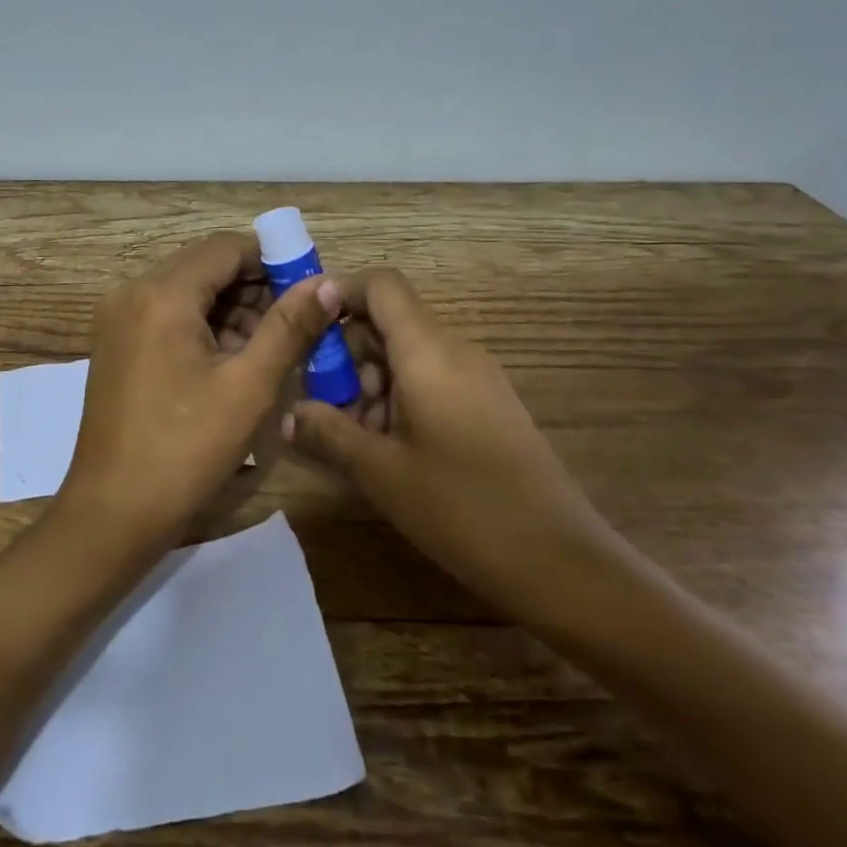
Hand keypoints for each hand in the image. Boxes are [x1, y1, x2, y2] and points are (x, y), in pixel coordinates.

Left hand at [55, 232, 343, 557]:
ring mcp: (118, 320)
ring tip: (272, 346)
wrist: (113, 513)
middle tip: (297, 322)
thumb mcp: (248, 387)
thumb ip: (289, 327)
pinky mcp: (115, 345)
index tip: (308, 287)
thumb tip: (326, 284)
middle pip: (204, 267)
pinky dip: (202, 327)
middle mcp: (132, 293)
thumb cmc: (185, 450)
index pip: (225, 248)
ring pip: (186, 292)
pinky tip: (233, 360)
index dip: (272, 260)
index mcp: (161, 294)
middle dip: (253, 287)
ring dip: (230, 309)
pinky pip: (167, 316)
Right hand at [286, 268, 616, 624]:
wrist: (560, 562)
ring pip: (407, 354)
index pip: (381, 285)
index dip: (338, 291)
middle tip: (322, 400)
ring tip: (352, 435)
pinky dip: (398, 398)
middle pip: (390, 320)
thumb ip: (328, 433)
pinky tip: (388, 448)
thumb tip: (286, 414)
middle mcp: (455, 350)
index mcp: (429, 351)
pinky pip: (431, 378)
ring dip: (370, 380)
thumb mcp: (381, 472)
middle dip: (346, 351)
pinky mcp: (487, 405)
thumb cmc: (463, 508)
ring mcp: (477, 377)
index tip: (303, 324)